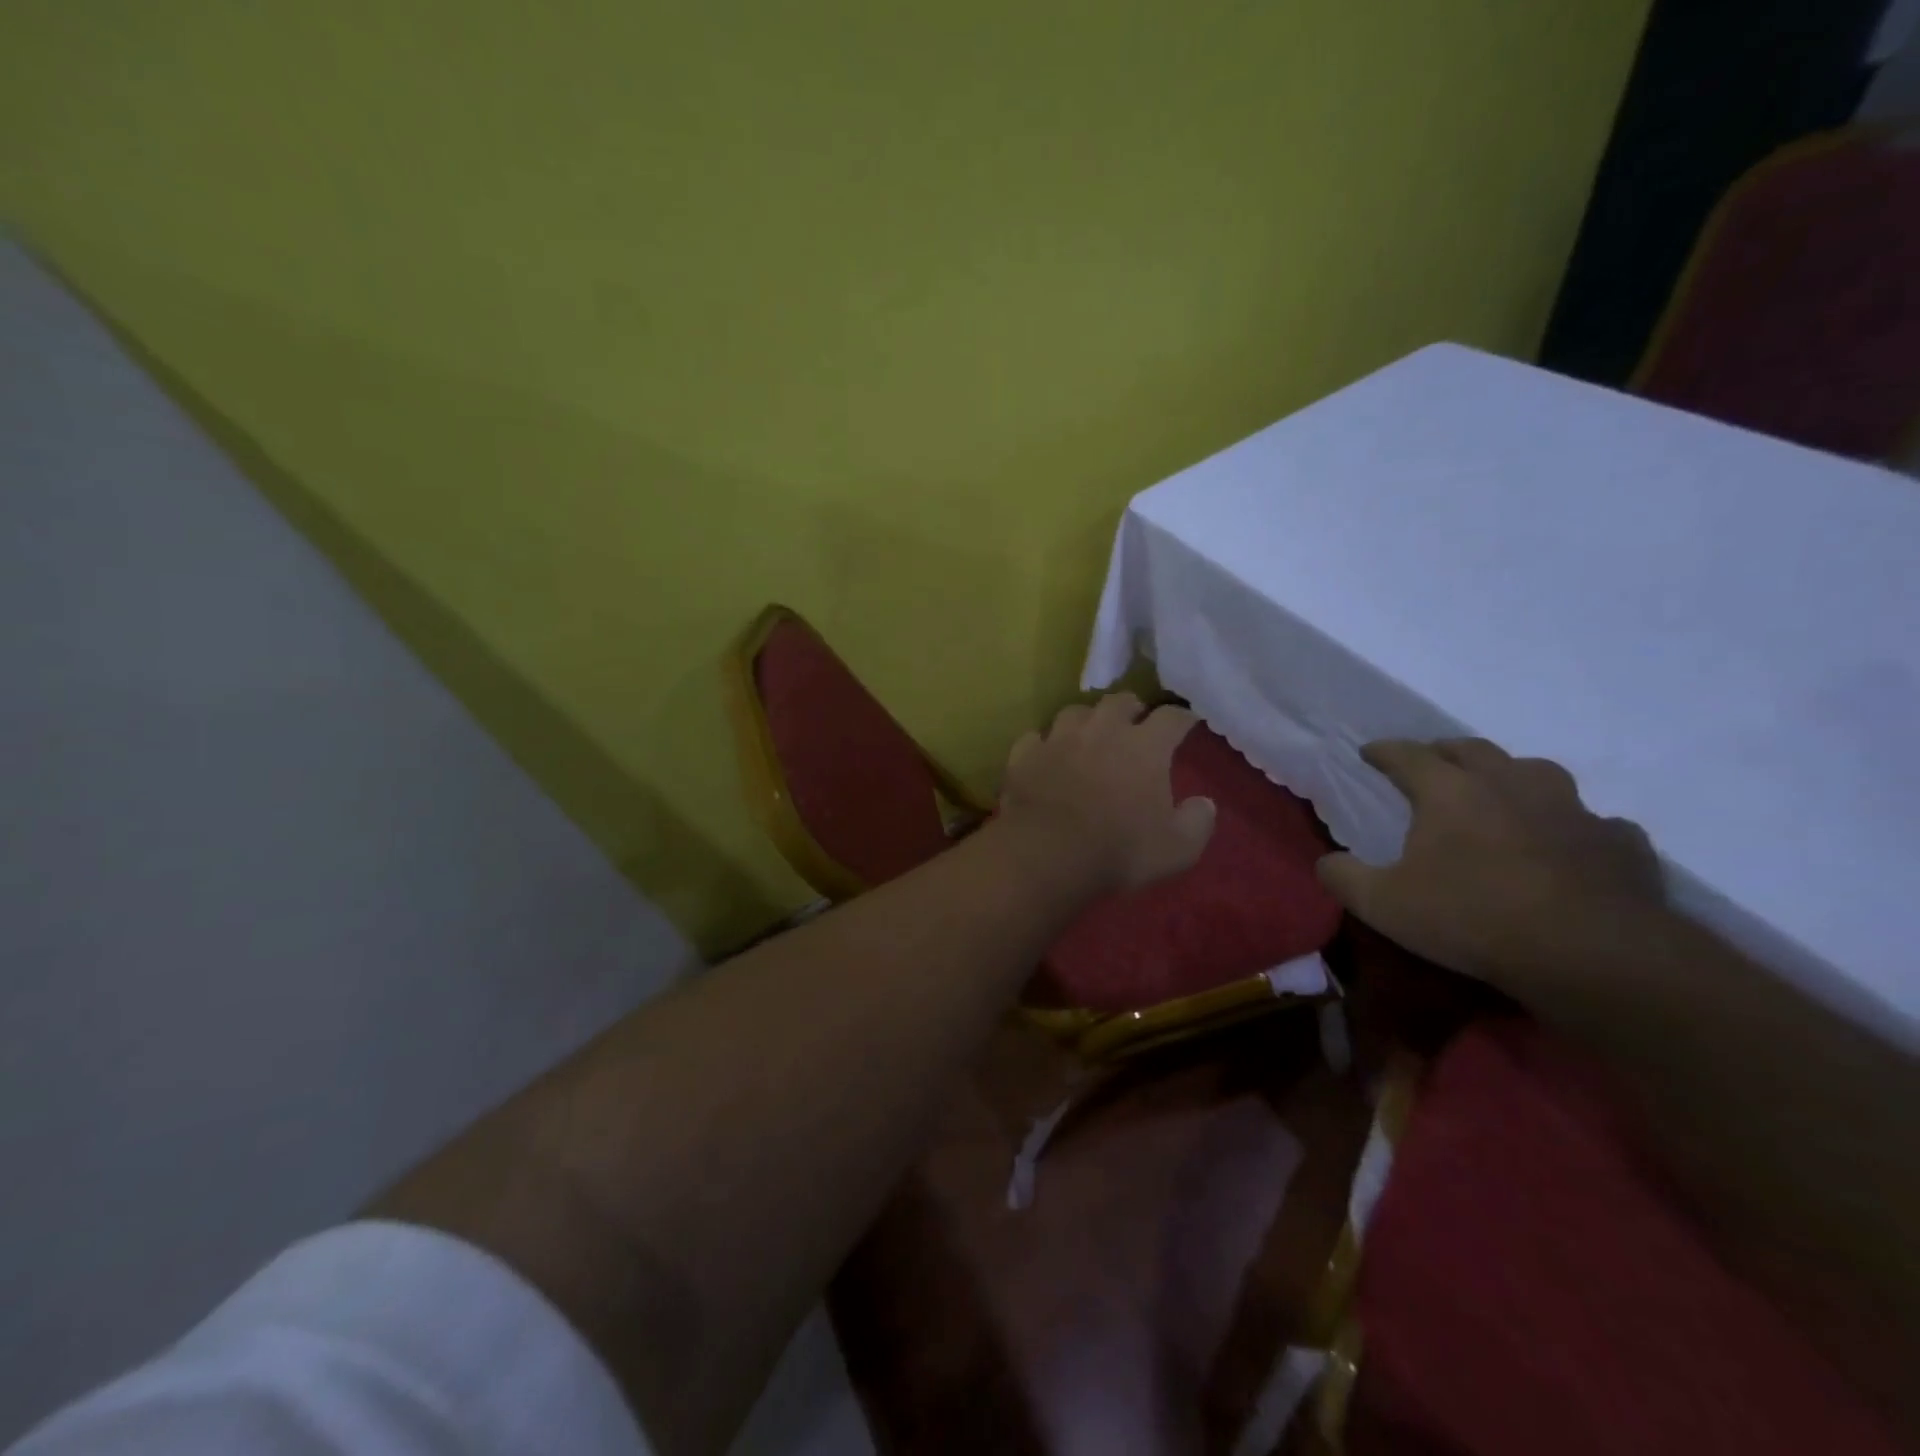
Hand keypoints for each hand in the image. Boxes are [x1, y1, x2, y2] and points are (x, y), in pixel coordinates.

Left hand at [997, 693, 1216, 897]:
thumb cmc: (1118, 850)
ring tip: (1088, 736)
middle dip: (1132, 709)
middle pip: (1120, 701)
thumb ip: (1197, 822)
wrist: (1047, 853)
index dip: (1183, 718)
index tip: (1187, 724)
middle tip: (1135, 725)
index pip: (1172, 717)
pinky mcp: (1025, 754)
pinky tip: (1046, 757)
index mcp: (1145, 746)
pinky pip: (1035, 738)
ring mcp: (1059, 738)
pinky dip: (1044, 745)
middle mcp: (1102, 729)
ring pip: (1075, 711)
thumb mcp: (1177, 849)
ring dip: (1086, 720)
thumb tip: (1205, 804)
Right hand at [1317, 739, 1663, 990]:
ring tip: (1500, 793)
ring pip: (1537, 773)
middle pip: (1472, 750)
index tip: (1368, 753)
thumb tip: (1327, 862)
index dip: (1384, 751)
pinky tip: (1568, 845)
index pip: (1407, 755)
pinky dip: (1572, 826)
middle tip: (1431, 763)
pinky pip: (1593, 822)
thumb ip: (1344, 878)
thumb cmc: (1472, 918)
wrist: (1591, 955)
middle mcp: (1510, 784)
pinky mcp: (1619, 842)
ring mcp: (1572, 809)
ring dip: (1512, 776)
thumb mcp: (1383, 905)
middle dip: (1445, 752)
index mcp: (1450, 791)